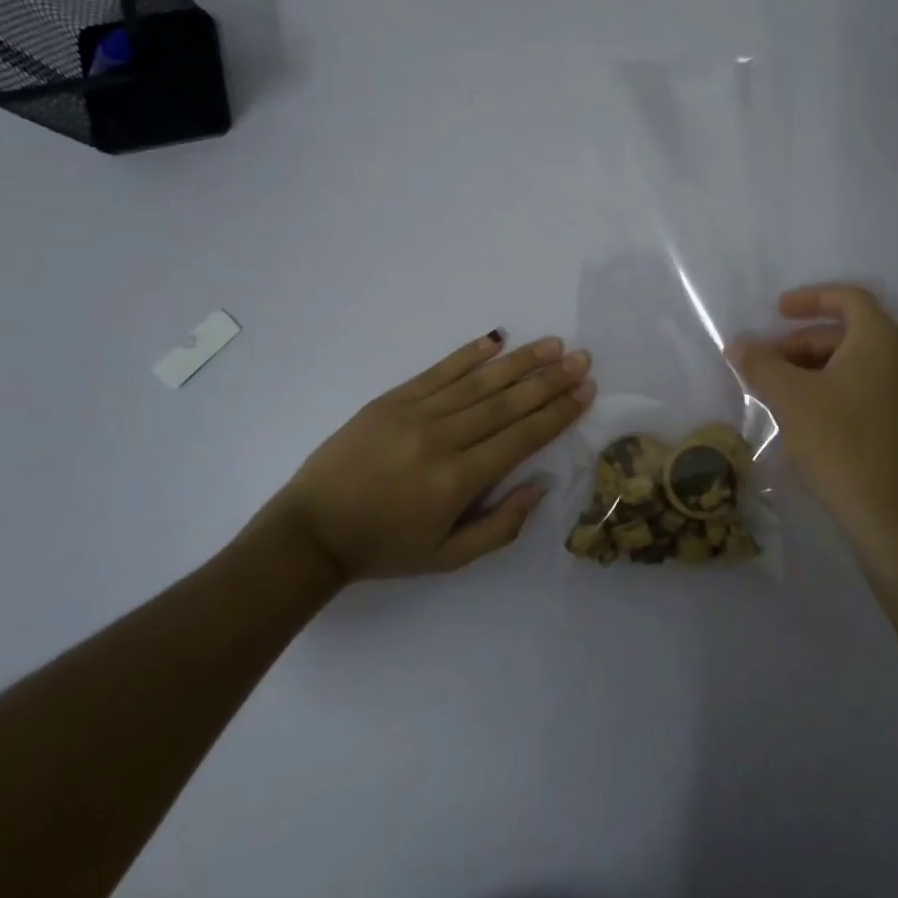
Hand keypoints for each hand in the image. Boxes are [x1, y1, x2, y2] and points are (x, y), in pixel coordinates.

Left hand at [247, 333, 595, 582]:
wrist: (312, 530)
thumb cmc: (385, 547)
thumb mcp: (448, 557)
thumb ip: (500, 526)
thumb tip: (539, 485)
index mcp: (458, 481)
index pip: (521, 438)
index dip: (557, 413)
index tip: (585, 391)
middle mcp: (442, 440)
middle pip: (506, 404)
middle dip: (549, 380)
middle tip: (582, 358)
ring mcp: (414, 414)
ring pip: (478, 382)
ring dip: (519, 362)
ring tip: (553, 344)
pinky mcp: (391, 400)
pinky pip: (438, 372)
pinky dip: (468, 355)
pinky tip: (495, 340)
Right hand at [726, 285, 897, 569]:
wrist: (890, 516)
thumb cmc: (839, 442)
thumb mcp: (789, 397)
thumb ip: (760, 363)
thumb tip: (738, 343)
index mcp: (882, 341)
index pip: (849, 299)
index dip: (810, 298)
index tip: (777, 311)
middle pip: (850, 333)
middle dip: (804, 341)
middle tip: (768, 362)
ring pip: (858, 363)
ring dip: (816, 366)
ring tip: (781, 391)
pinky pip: (869, 388)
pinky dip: (836, 387)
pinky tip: (808, 415)